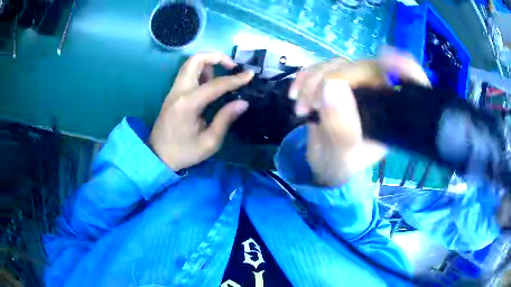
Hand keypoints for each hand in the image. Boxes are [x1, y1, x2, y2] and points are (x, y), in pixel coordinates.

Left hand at [149, 53, 253, 171]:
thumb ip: (225, 119)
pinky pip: (187, 74)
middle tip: (231, 66)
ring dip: (207, 63)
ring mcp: (173, 91)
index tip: (250, 75)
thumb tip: (243, 102)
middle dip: (216, 57)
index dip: (235, 79)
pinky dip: (200, 71)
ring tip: (221, 77)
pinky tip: (209, 85)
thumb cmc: (184, 152)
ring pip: (190, 64)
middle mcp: (179, 91)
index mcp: (188, 104)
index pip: (215, 84)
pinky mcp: (172, 94)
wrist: (157, 156)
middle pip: (195, 60)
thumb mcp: (209, 142)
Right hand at [289, 49, 429, 185]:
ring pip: (340, 64)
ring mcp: (357, 85)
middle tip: (312, 103)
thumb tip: (331, 86)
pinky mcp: (337, 81)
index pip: (411, 83)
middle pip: (366, 67)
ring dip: (314, 80)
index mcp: (393, 115)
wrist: (321, 162)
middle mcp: (379, 96)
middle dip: (334, 78)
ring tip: (302, 106)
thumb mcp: (342, 155)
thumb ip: (341, 127)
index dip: (404, 67)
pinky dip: (306, 76)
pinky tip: (296, 93)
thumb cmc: (339, 164)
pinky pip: (322, 67)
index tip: (385, 57)